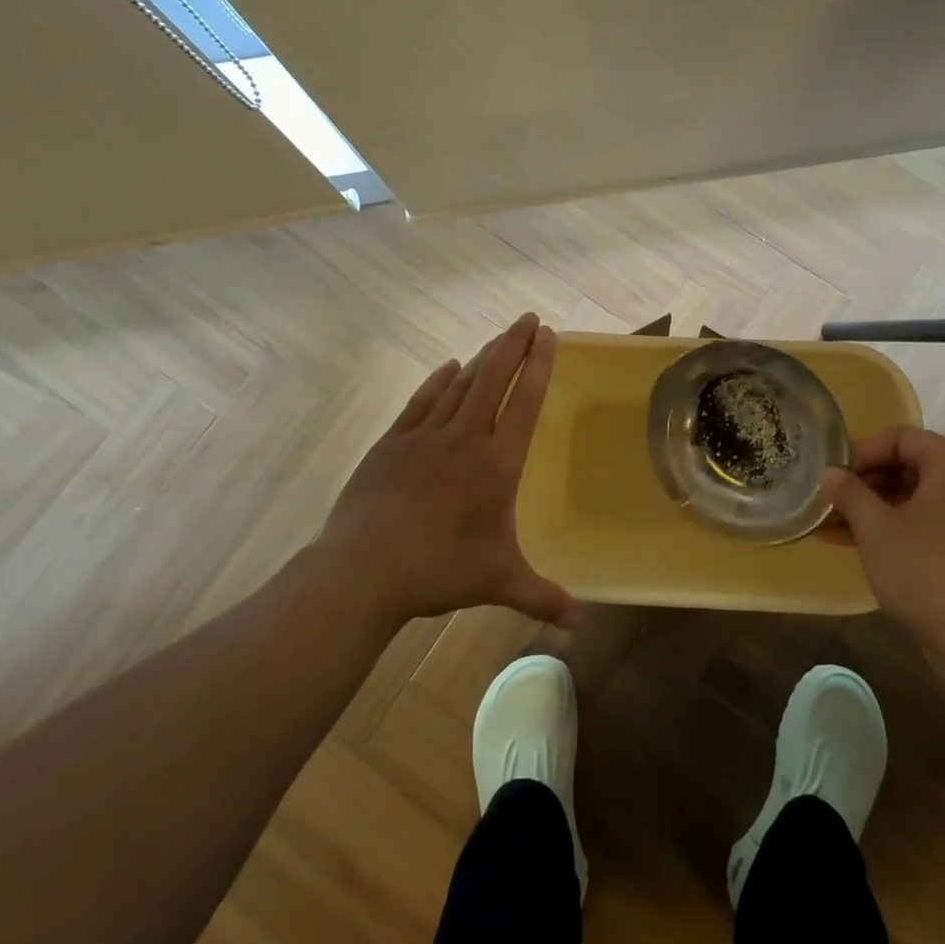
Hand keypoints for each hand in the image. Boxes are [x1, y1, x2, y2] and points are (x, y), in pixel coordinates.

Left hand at [303, 313, 579, 628]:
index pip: (525, 402)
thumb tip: (581, 624)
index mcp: (496, 464)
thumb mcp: (498, 582)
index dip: (539, 366)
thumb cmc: (439, 571)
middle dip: (513, 345)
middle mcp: (465, 440)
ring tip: (498, 339)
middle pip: (493, 379)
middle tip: (528, 319)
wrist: (363, 570)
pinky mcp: (392, 443)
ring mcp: (425, 437)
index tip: (549, 336)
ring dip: (482, 358)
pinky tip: (449, 367)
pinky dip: (438, 380)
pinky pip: (422, 401)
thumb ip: (542, 597)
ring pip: (460, 385)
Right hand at [822, 427, 944, 640]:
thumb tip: (828, 474)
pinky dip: (889, 527)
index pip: (900, 438)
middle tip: (826, 499)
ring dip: (870, 508)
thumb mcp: (875, 526)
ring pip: (911, 497)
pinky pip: (922, 522)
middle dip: (862, 484)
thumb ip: (848, 493)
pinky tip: (850, 541)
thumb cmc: (924, 566)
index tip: (830, 474)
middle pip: (906, 466)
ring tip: (827, 524)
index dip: (860, 452)